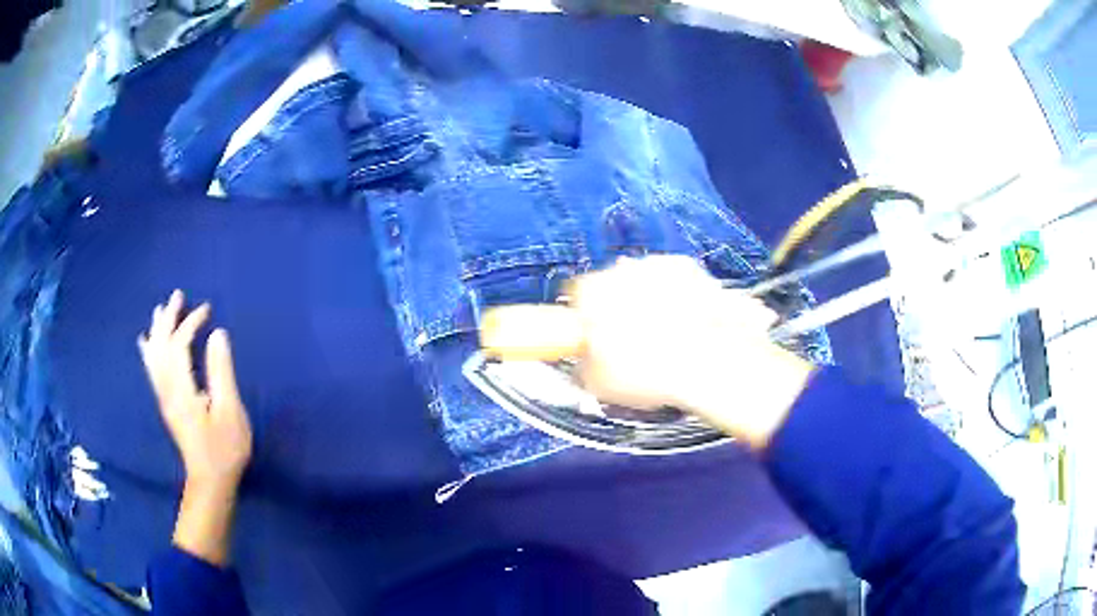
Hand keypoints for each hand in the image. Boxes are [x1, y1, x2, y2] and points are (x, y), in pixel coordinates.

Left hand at [138, 290, 251, 491]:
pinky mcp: (166, 405)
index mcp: (182, 388)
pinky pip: (152, 370)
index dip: (191, 323)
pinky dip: (148, 352)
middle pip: (161, 346)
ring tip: (160, 310)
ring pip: (154, 356)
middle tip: (178, 296)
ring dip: (157, 330)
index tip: (207, 309)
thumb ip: (221, 371)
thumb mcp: (229, 410)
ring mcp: (164, 398)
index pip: (179, 345)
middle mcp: (167, 389)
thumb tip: (218, 334)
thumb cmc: (224, 448)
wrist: (210, 481)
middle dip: (169, 319)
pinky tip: (146, 343)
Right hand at [480, 256, 815, 447]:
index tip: (582, 343)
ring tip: (668, 343)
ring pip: (647, 285)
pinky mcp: (704, 278)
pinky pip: (681, 287)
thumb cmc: (652, 378)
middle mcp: (632, 271)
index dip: (572, 322)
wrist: (719, 366)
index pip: (570, 298)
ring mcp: (673, 270)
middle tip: (629, 348)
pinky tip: (693, 331)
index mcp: (600, 295)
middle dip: (611, 312)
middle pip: (608, 287)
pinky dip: (681, 303)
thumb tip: (572, 356)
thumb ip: (579, 363)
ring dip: (648, 305)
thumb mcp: (601, 382)